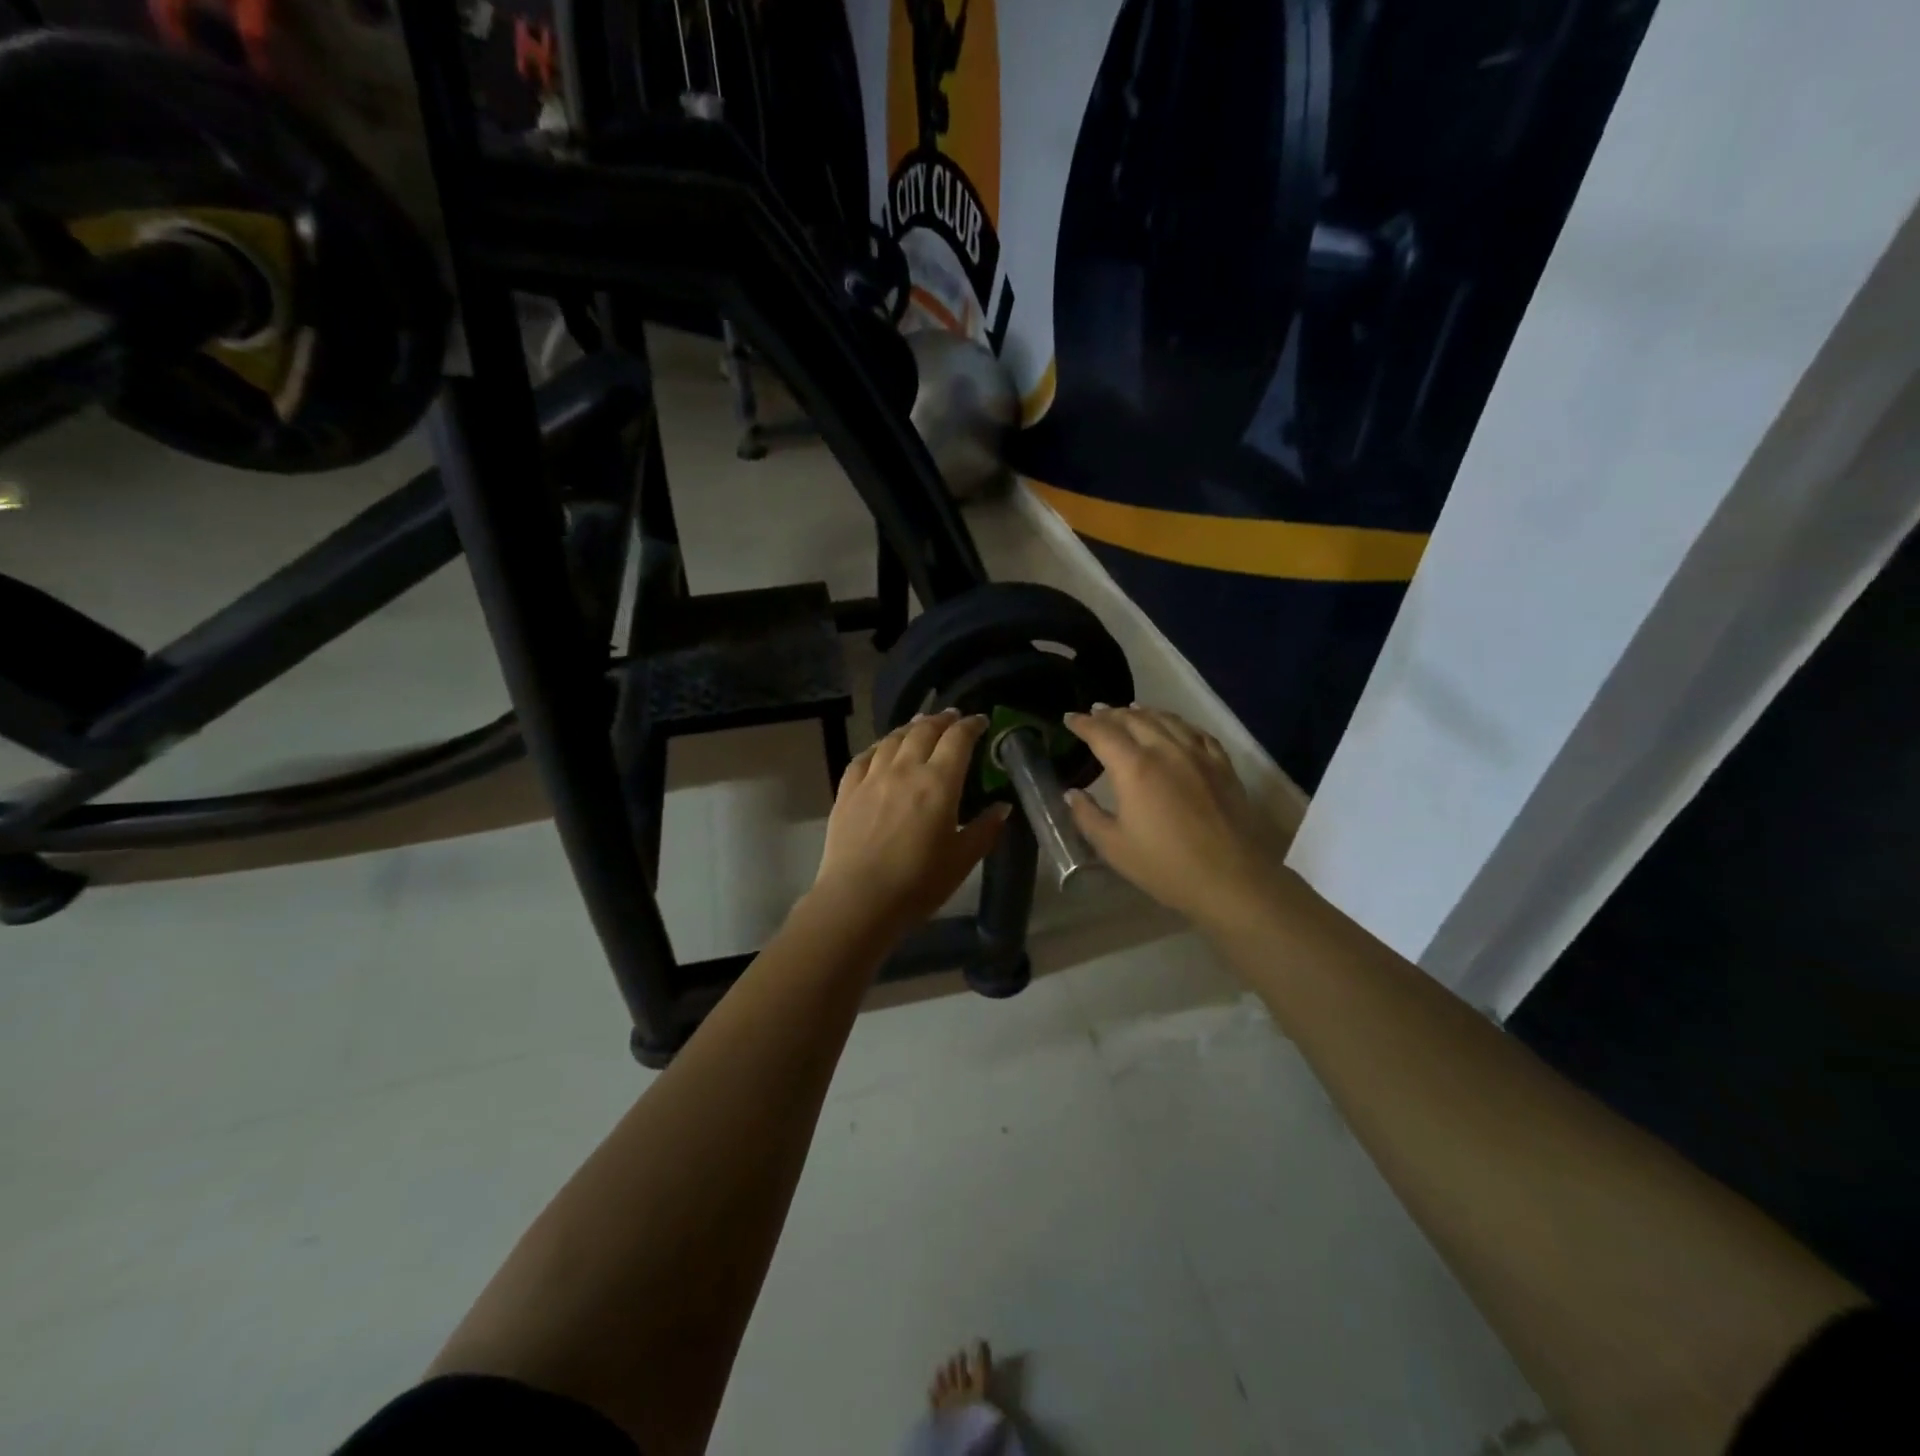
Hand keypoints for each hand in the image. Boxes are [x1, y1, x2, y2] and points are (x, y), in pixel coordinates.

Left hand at [812, 709, 1010, 937]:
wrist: (858, 900)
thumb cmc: (918, 883)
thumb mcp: (962, 860)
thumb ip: (985, 829)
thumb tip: (1002, 807)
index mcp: (938, 782)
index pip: (958, 739)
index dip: (971, 725)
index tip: (980, 721)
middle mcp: (904, 770)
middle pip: (924, 730)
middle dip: (942, 719)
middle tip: (952, 717)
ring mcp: (872, 777)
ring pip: (893, 739)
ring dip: (911, 727)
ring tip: (920, 724)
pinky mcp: (847, 791)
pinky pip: (864, 757)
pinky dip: (878, 746)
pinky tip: (881, 749)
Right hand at [1065, 705, 1281, 928]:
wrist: (1230, 879)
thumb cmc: (1165, 866)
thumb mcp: (1114, 847)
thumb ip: (1088, 816)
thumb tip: (1072, 793)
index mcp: (1134, 768)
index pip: (1102, 733)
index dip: (1083, 723)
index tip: (1069, 718)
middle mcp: (1166, 750)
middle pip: (1134, 719)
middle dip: (1111, 714)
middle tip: (1096, 712)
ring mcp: (1198, 755)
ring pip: (1167, 720)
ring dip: (1143, 712)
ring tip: (1130, 710)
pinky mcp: (1222, 765)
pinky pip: (1197, 733)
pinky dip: (1178, 723)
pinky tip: (1175, 726)